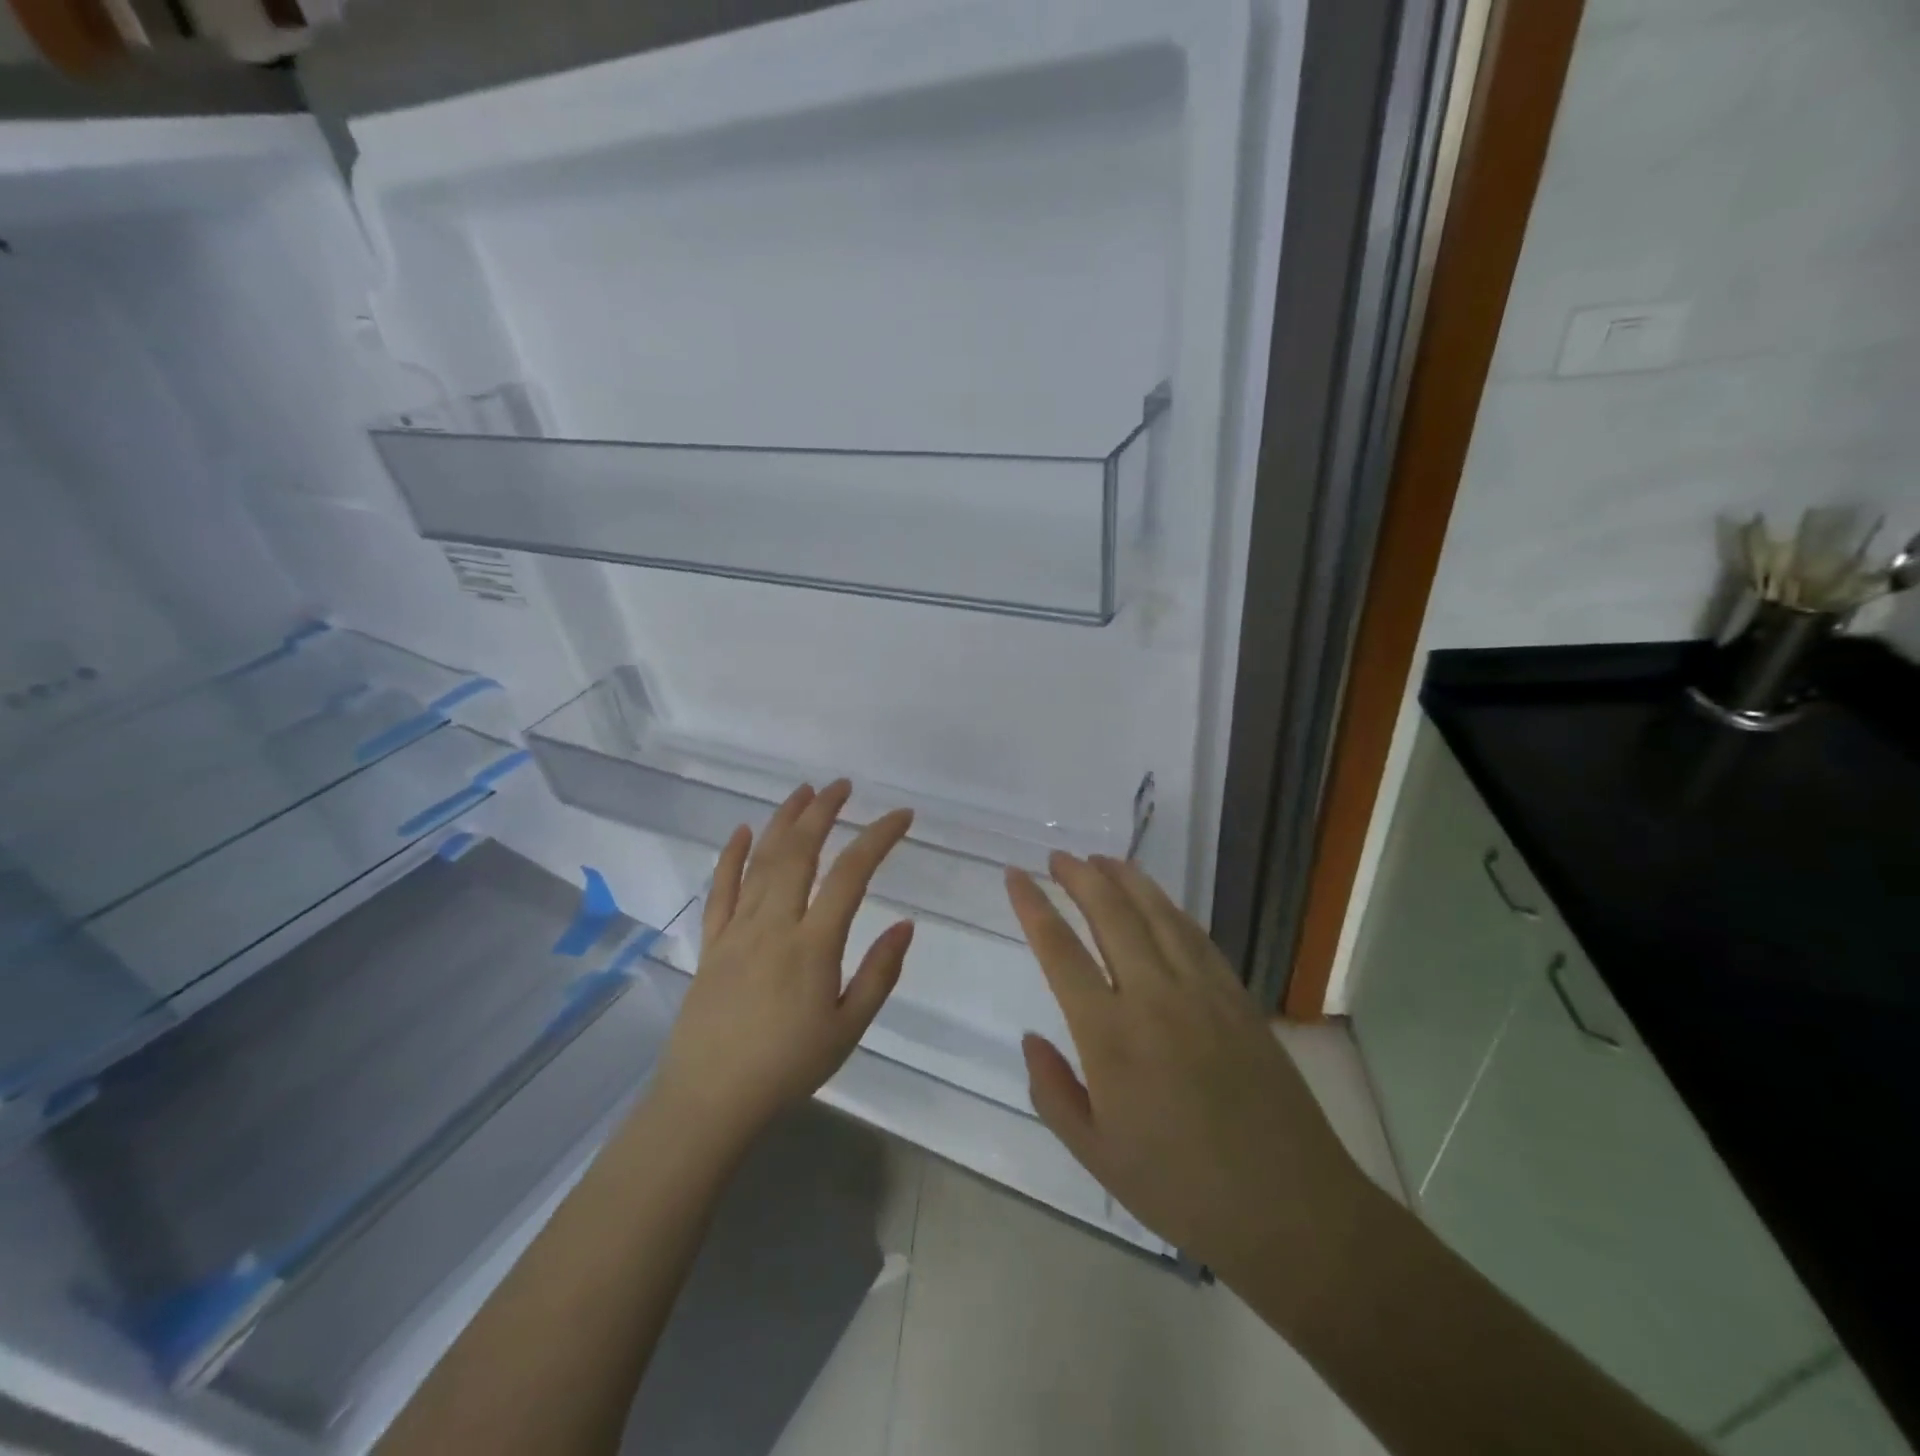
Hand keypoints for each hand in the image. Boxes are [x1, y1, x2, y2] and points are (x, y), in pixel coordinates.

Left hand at [653, 780, 914, 1149]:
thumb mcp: (848, 1029)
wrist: (709, 1101)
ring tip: (803, 792)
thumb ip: (879, 973)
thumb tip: (906, 925)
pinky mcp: (710, 943)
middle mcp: (773, 924)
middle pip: (799, 852)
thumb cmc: (787, 1068)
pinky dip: (730, 856)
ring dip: (783, 821)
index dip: (878, 837)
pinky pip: (719, 890)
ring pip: (760, 861)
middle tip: (843, 786)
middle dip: (823, 812)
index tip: (901, 816)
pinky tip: (740, 831)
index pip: (852, 874)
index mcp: (813, 945)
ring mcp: (736, 930)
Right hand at [1006, 854, 1369, 1283]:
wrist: (1289, 1207)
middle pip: (1111, 913)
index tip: (1015, 875)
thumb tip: (1031, 1038)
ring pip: (1157, 913)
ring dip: (1125, 879)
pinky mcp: (1237, 996)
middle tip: (1058, 856)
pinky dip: (1169, 908)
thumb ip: (1052, 1091)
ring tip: (1102, 859)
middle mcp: (1153, 997)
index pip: (1060, 951)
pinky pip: (1196, 936)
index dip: (1033, 906)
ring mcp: (1201, 991)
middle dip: (1079, 877)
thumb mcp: (1096, 1154)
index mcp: (1110, 1036)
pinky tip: (1158, 900)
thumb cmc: (1180, 1188)